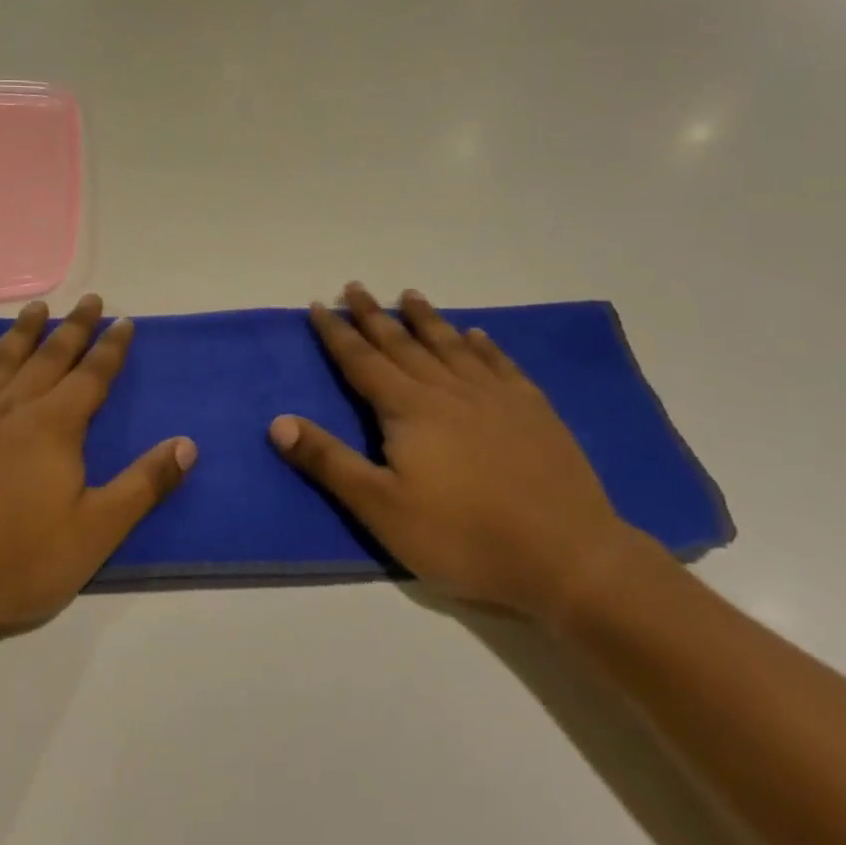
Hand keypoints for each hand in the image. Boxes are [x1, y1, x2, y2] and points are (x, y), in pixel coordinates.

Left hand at [0, 294, 196, 646]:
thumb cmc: (18, 563)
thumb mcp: (96, 532)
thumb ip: (144, 484)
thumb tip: (188, 443)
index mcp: (54, 427)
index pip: (92, 375)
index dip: (111, 348)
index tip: (123, 320)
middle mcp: (11, 407)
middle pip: (49, 356)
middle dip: (73, 327)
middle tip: (89, 299)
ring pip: (0, 360)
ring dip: (22, 331)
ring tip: (37, 307)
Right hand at [269, 284, 643, 621]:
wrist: (568, 557)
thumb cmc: (463, 536)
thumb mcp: (381, 508)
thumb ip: (329, 461)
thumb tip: (278, 421)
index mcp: (408, 409)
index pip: (361, 361)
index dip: (336, 333)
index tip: (317, 305)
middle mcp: (448, 390)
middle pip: (402, 343)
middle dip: (373, 315)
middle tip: (355, 287)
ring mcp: (495, 397)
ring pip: (451, 345)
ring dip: (426, 319)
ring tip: (410, 295)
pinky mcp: (533, 411)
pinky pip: (500, 364)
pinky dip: (484, 345)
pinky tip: (477, 334)